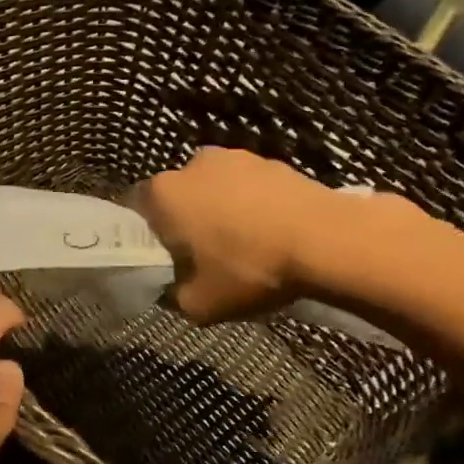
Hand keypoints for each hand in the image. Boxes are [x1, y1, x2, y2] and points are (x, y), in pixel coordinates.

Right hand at [133, 148, 332, 322]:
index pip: (135, 208)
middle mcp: (192, 165)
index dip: (145, 235)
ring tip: (242, 245)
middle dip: (183, 221)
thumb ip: (172, 296)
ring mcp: (234, 158)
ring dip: (218, 211)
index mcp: (164, 193)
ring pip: (213, 189)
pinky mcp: (271, 161)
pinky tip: (270, 233)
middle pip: (176, 196)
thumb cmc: (251, 269)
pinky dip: (250, 205)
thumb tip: (169, 289)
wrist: (327, 240)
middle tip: (200, 256)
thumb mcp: (199, 305)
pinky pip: (246, 186)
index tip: (161, 258)